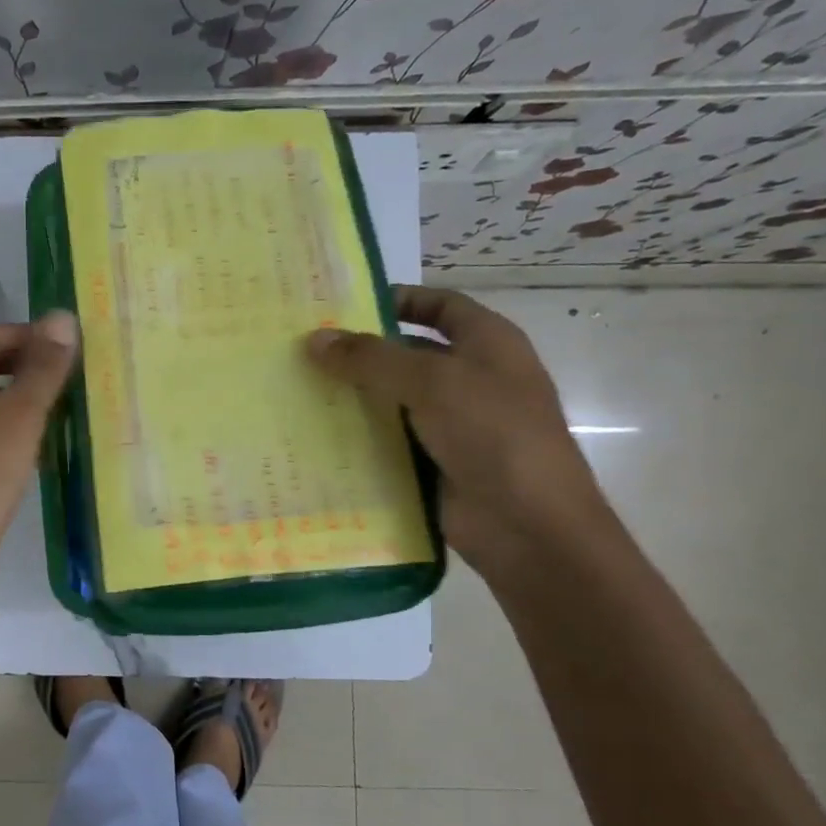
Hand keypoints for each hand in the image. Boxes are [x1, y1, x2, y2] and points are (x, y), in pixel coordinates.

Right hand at [306, 287, 611, 576]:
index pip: (440, 306)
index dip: (399, 300)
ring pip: (393, 401)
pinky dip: (357, 437)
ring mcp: (452, 425)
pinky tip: (315, 435)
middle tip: (305, 351)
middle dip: (361, 352)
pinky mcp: (433, 463)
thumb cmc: (492, 434)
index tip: (343, 307)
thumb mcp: (432, 382)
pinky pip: (388, 442)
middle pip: (409, 354)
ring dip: (352, 397)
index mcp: (488, 345)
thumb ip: (371, 358)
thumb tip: (314, 338)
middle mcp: (471, 379)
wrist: (528, 526)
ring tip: (298, 390)